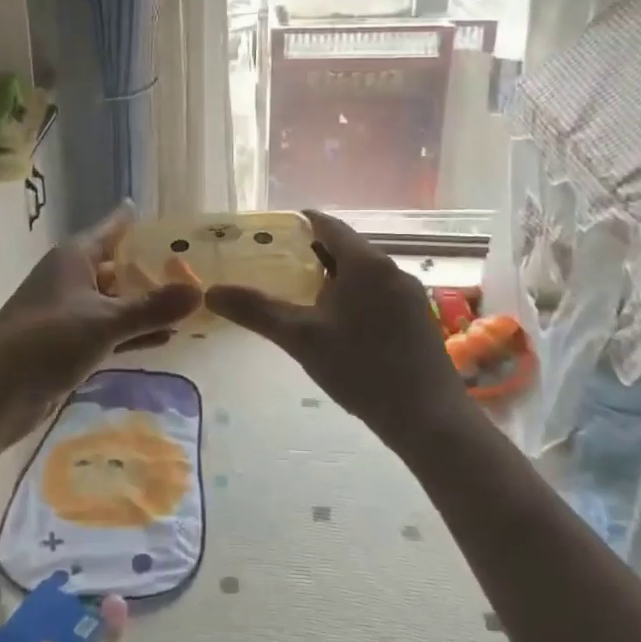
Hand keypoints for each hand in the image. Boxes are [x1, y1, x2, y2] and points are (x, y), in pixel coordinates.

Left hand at [0, 204, 200, 444]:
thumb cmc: (47, 341)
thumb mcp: (105, 322)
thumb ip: (152, 308)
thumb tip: (200, 292)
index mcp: (74, 257)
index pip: (112, 229)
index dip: (136, 221)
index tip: (167, 217)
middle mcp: (71, 278)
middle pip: (117, 265)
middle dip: (151, 269)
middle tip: (194, 267)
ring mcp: (68, 312)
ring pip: (115, 301)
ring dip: (145, 304)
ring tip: (187, 304)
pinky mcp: (68, 344)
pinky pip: (109, 330)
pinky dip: (133, 332)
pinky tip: (164, 339)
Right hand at [205, 209, 466, 444]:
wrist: (428, 418)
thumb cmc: (360, 368)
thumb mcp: (301, 338)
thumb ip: (257, 311)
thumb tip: (212, 292)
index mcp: (364, 262)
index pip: (328, 225)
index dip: (301, 223)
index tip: (275, 231)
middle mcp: (391, 268)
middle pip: (347, 247)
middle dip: (314, 253)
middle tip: (281, 266)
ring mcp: (410, 294)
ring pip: (365, 272)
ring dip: (336, 276)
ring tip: (305, 296)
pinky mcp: (419, 318)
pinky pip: (380, 292)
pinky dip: (356, 295)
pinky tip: (341, 324)